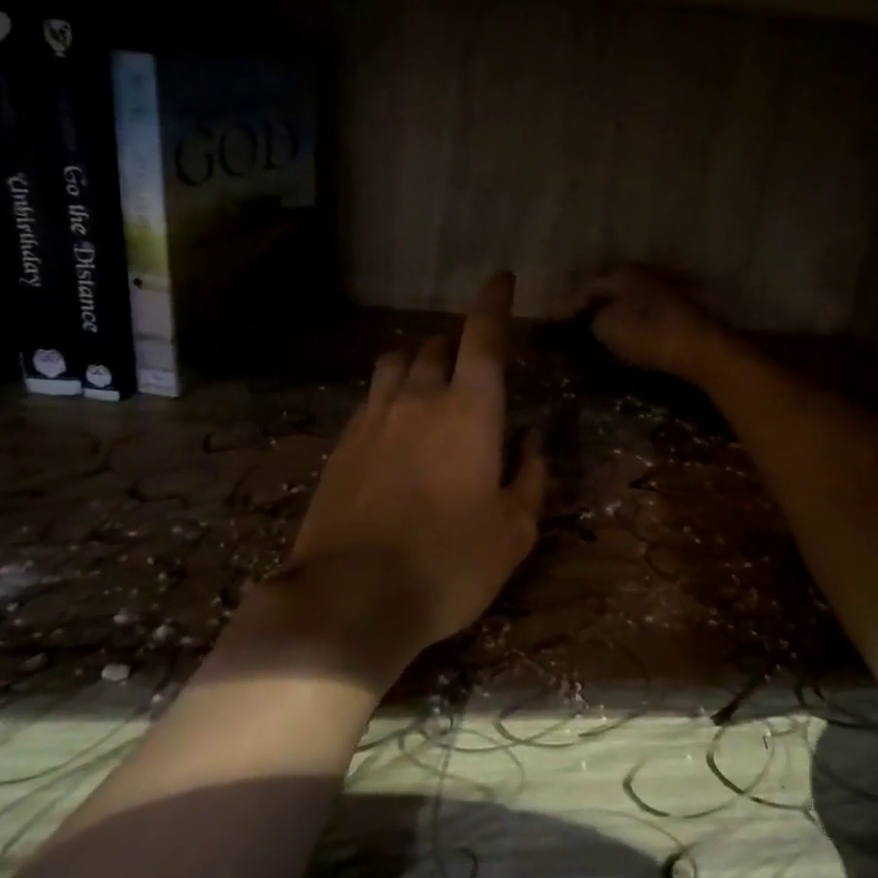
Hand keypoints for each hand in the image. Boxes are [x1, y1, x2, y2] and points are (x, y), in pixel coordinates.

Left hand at [263, 272, 545, 681]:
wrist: (349, 599)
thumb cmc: (447, 565)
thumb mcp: (514, 532)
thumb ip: (532, 477)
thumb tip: (535, 440)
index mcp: (469, 411)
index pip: (483, 337)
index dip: (494, 303)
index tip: (500, 279)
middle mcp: (419, 399)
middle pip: (437, 345)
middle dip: (458, 342)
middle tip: (471, 360)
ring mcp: (374, 418)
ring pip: (396, 362)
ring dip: (419, 360)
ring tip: (430, 381)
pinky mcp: (342, 443)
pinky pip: (371, 396)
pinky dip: (390, 393)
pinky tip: (394, 422)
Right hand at [583, 268, 734, 385]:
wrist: (703, 348)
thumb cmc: (649, 334)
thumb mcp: (607, 328)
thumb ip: (594, 320)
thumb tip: (598, 320)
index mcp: (623, 273)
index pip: (588, 285)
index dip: (571, 304)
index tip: (560, 322)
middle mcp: (646, 273)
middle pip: (613, 286)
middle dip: (597, 303)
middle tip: (580, 322)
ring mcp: (669, 289)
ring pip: (635, 298)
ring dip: (620, 312)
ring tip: (606, 331)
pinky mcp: (685, 310)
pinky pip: (651, 311)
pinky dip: (639, 321)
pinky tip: (635, 335)